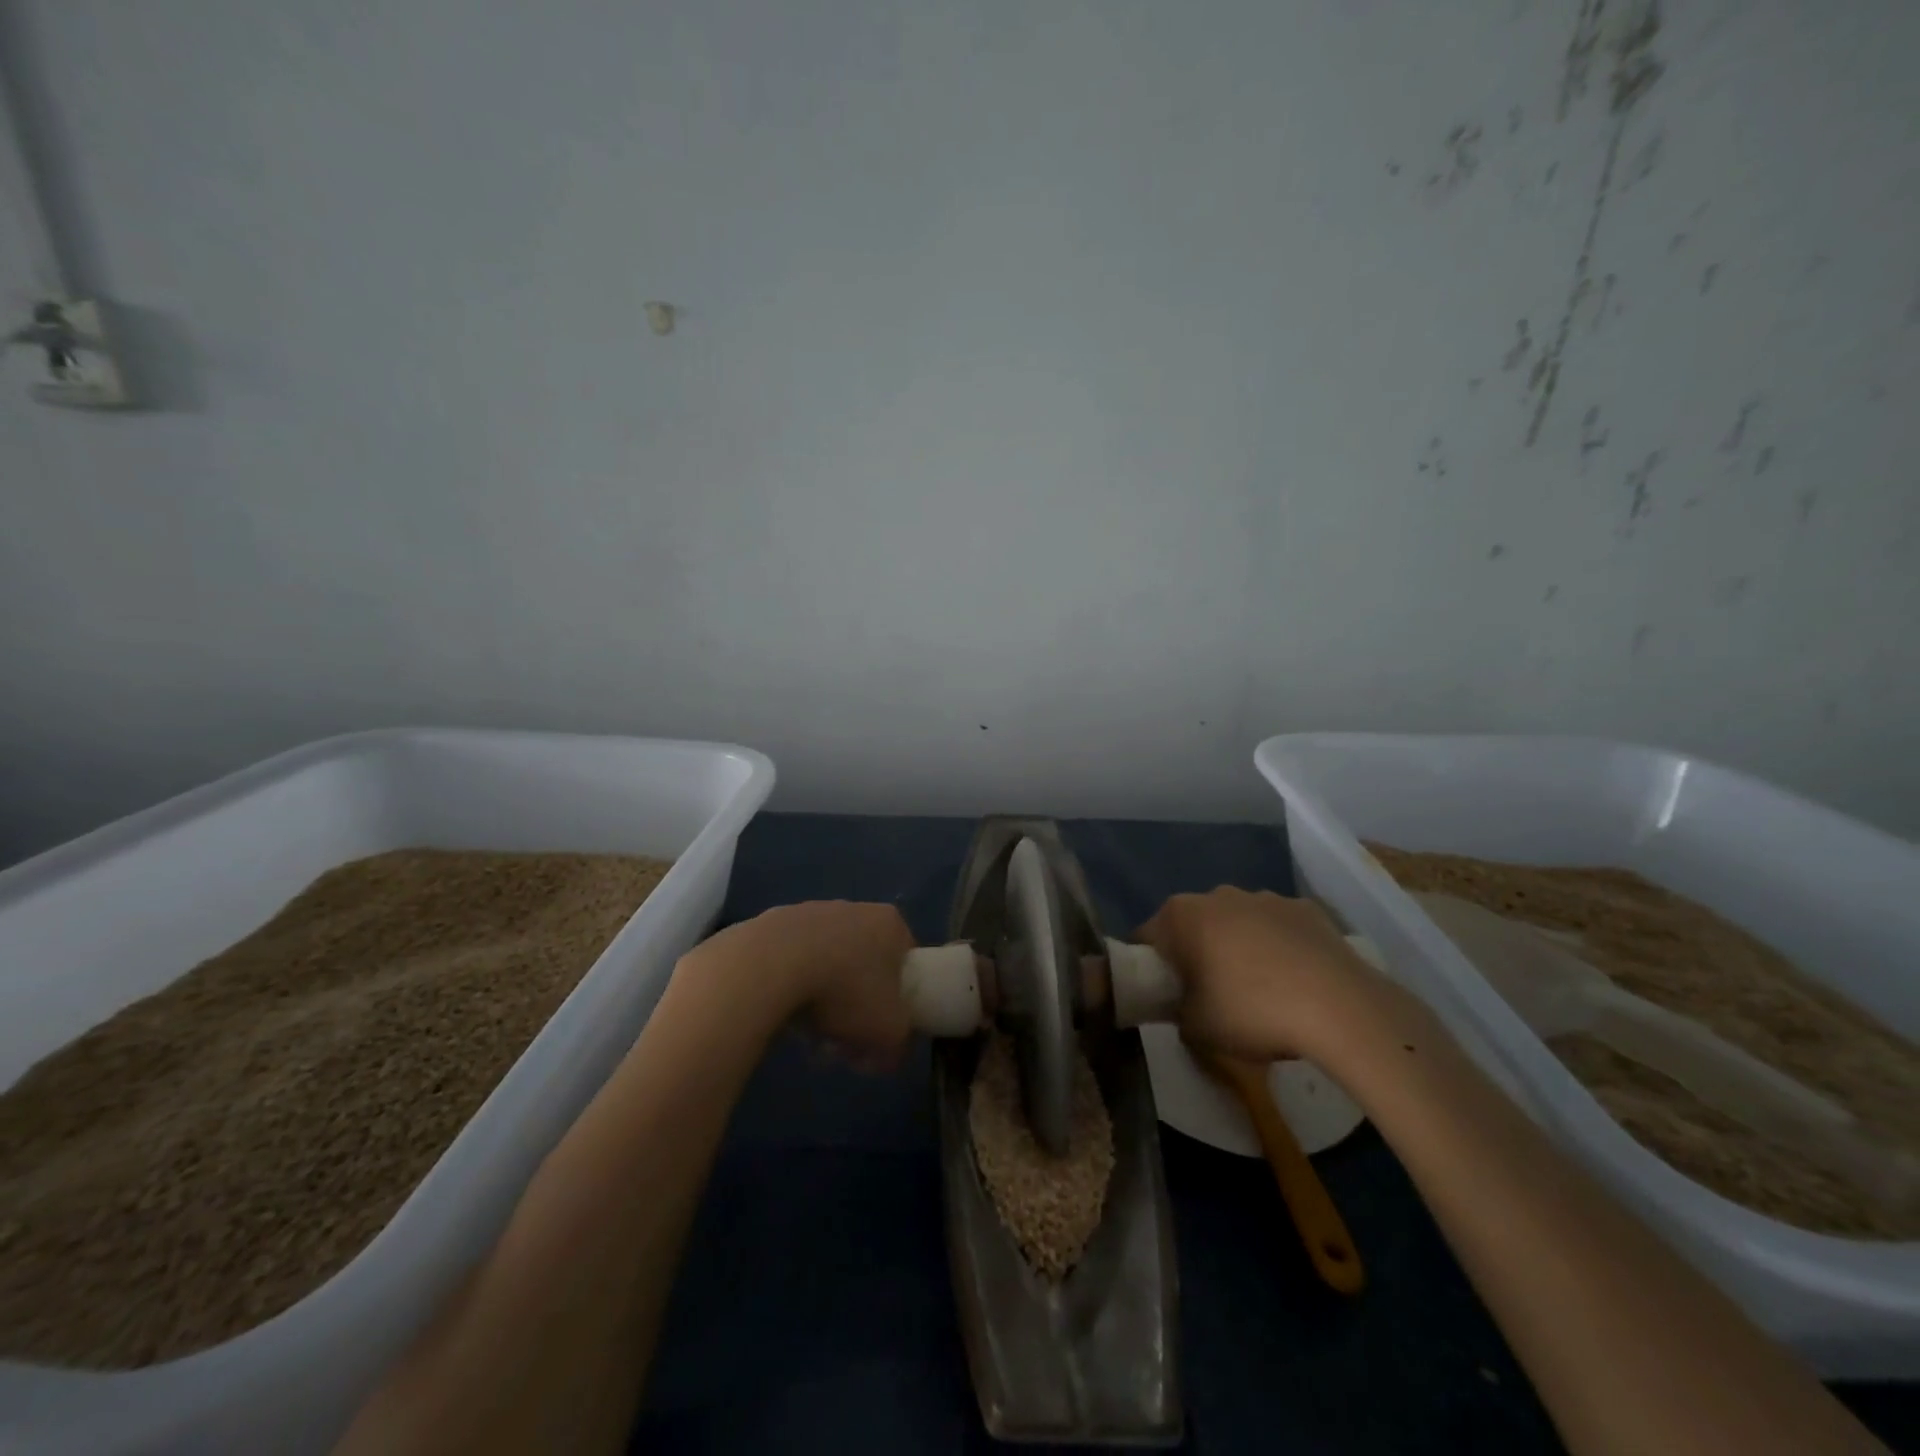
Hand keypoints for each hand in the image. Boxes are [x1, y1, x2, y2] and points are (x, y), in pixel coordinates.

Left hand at [685, 902, 916, 1071]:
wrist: (771, 965)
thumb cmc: (846, 992)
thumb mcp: (890, 1032)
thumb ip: (900, 1046)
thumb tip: (889, 1055)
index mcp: (890, 923)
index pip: (905, 963)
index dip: (898, 1002)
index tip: (883, 1031)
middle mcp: (854, 908)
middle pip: (864, 966)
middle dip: (857, 1006)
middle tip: (845, 1041)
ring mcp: (810, 912)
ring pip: (827, 965)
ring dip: (823, 1001)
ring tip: (810, 1036)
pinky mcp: (772, 924)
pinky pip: (792, 963)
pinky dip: (792, 988)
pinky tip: (782, 1016)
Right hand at [1140, 887, 1413, 1061]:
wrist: (1340, 1008)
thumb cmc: (1252, 1011)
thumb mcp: (1196, 1028)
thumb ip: (1176, 1012)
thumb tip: (1183, 1008)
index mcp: (1182, 915)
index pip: (1147, 937)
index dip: (1151, 968)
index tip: (1164, 996)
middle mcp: (1218, 894)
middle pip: (1194, 925)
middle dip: (1196, 953)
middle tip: (1209, 996)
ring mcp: (1266, 897)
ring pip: (1238, 923)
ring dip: (1238, 948)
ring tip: (1260, 992)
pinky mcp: (1307, 909)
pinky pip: (1279, 928)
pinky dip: (1279, 948)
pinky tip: (1296, 982)